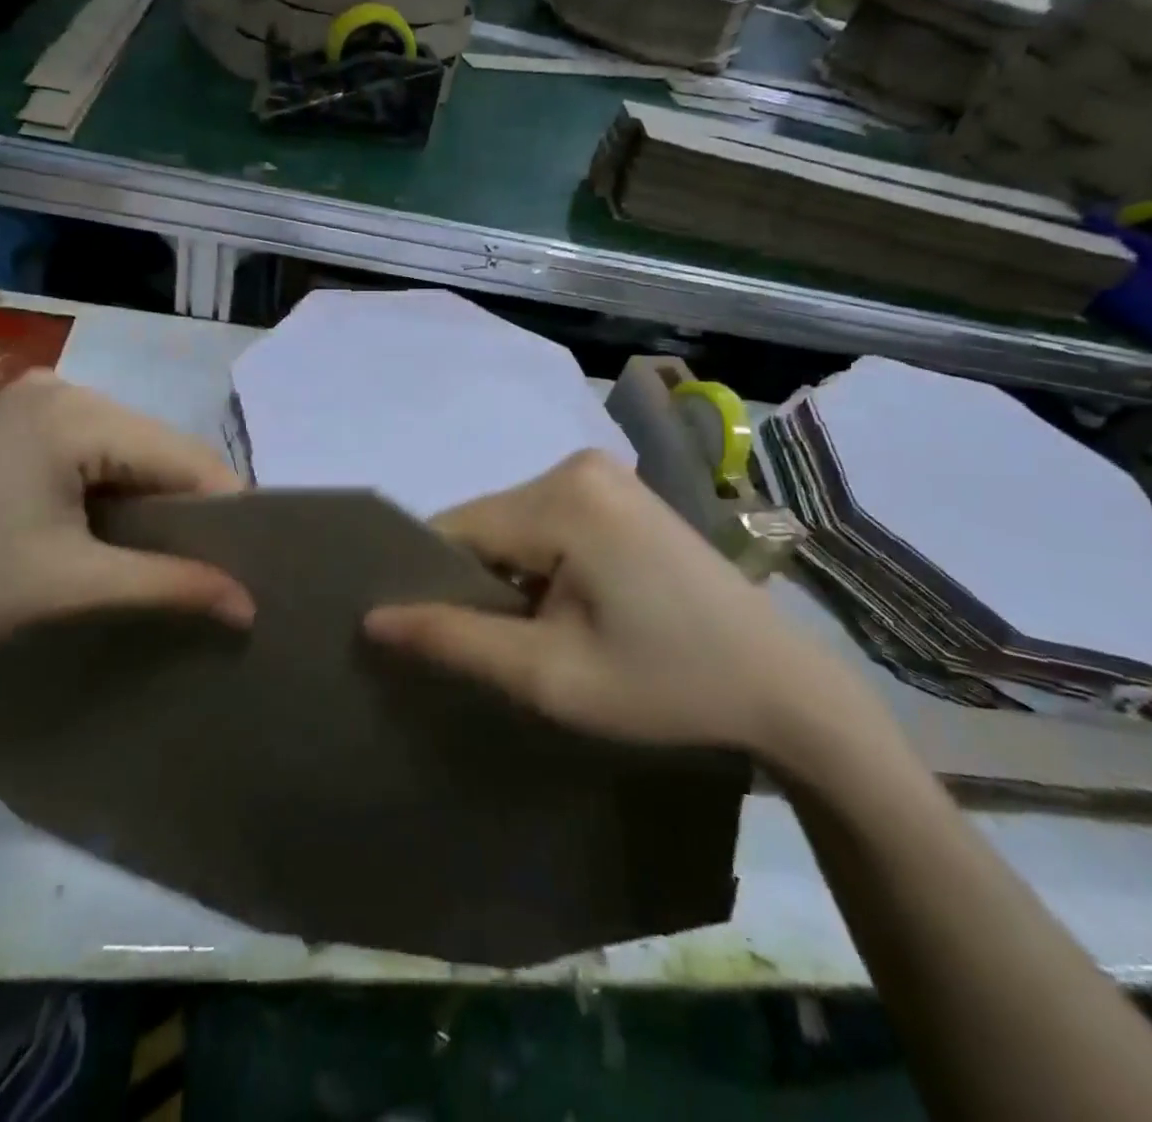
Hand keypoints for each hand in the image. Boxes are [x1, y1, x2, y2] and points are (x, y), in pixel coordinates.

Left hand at [0, 374, 254, 679]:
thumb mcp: (71, 584)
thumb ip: (171, 585)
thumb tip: (249, 606)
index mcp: (78, 413)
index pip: (187, 456)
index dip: (226, 509)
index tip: (247, 560)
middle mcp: (60, 390)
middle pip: (156, 448)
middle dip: (185, 506)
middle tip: (206, 564)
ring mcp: (26, 402)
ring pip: (124, 449)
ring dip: (147, 498)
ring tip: (161, 553)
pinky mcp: (5, 423)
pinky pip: (86, 450)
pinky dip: (107, 489)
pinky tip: (104, 528)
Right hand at [365, 452, 842, 752]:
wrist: (781, 686)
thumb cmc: (666, 684)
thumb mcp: (550, 674)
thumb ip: (455, 639)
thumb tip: (371, 618)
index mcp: (562, 497)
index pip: (454, 530)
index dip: (430, 584)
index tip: (428, 637)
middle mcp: (576, 465)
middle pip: (484, 525)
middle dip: (474, 583)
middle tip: (489, 648)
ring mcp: (603, 474)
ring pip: (511, 525)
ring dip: (507, 577)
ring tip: (529, 634)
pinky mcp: (619, 493)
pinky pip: (546, 522)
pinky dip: (537, 564)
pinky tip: (562, 609)